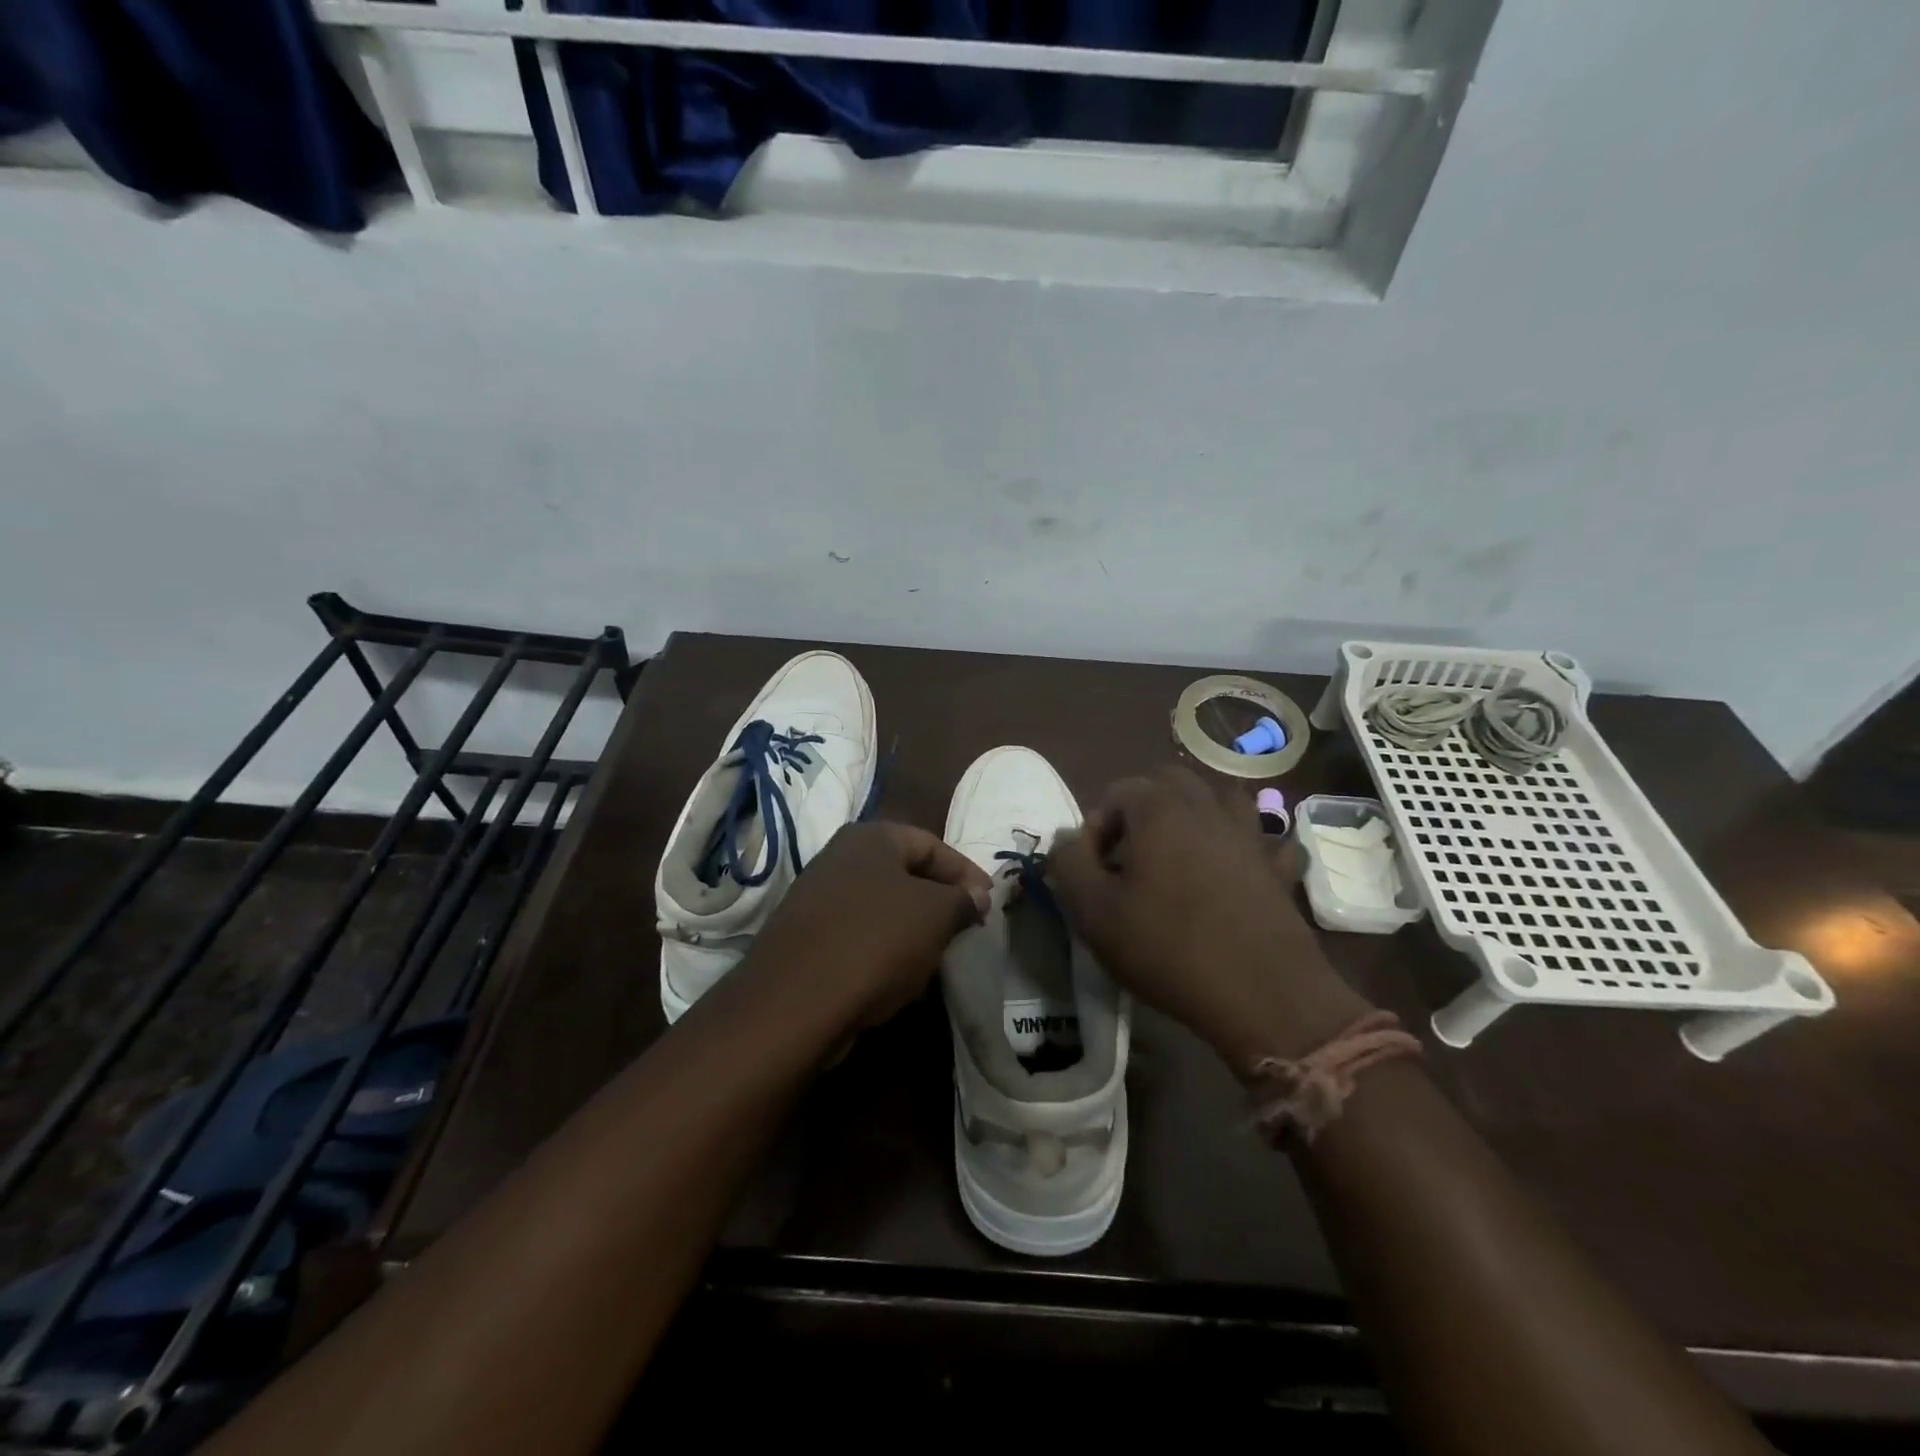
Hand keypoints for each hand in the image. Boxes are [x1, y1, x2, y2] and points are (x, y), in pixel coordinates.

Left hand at [743, 820, 991, 1030]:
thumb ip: (962, 899)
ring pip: (882, 908)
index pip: (933, 844)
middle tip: (967, 929)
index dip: (967, 873)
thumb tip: (976, 896)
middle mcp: (838, 857)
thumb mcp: (935, 915)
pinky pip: (858, 936)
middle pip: (905, 875)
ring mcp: (816, 898)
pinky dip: (883, 951)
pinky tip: (898, 979)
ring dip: (913, 930)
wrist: (795, 1002)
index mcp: (870, 837)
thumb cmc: (876, 941)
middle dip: (940, 902)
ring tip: (937, 957)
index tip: (990, 904)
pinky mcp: (805, 938)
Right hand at [1049, 767, 1371, 1069]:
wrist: (1261, 993)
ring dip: (1197, 815)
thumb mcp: (1093, 911)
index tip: (1094, 871)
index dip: (1096, 829)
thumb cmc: (1167, 946)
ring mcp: (1249, 834)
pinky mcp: (1278, 868)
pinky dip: (1250, 847)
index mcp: (1158, 808)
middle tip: (1132, 857)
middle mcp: (1206, 807)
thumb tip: (1069, 836)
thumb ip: (1069, 862)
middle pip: (1169, 783)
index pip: (1116, 793)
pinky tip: (1239, 871)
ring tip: (1181, 855)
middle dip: (1144, 810)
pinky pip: (1266, 841)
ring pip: (1221, 799)